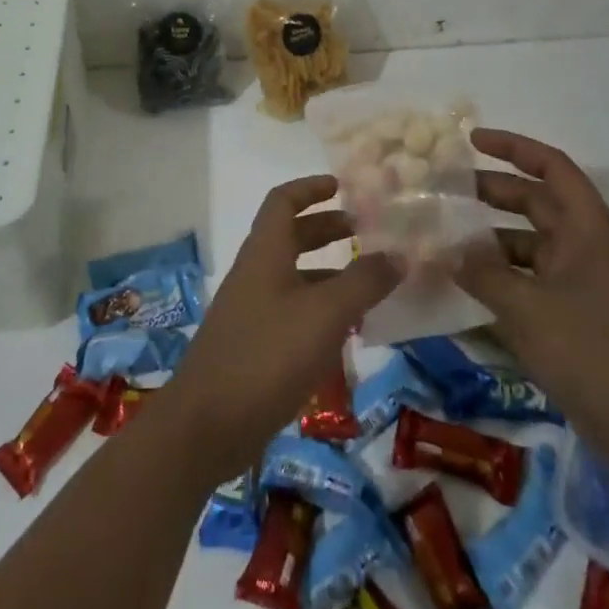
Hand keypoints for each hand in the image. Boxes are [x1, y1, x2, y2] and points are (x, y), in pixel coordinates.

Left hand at [160, 176, 400, 484]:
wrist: (208, 423)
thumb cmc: (267, 355)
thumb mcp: (325, 314)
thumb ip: (363, 282)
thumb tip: (400, 253)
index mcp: (264, 252)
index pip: (283, 201)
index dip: (311, 188)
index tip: (343, 185)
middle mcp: (255, 273)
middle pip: (290, 236)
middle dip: (327, 229)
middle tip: (367, 233)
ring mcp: (252, 310)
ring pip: (294, 277)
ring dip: (329, 273)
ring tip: (370, 285)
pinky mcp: (254, 345)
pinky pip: (292, 312)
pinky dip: (320, 310)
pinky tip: (347, 333)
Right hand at [454, 129, 608, 461]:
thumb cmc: (589, 351)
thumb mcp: (525, 307)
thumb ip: (481, 272)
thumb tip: (448, 251)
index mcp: (587, 228)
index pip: (550, 166)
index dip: (512, 147)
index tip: (471, 140)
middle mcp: (587, 244)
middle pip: (536, 200)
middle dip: (492, 192)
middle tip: (446, 189)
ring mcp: (583, 280)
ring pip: (530, 241)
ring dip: (491, 238)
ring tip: (447, 240)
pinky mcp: (576, 311)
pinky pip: (532, 276)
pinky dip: (502, 273)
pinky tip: (468, 283)